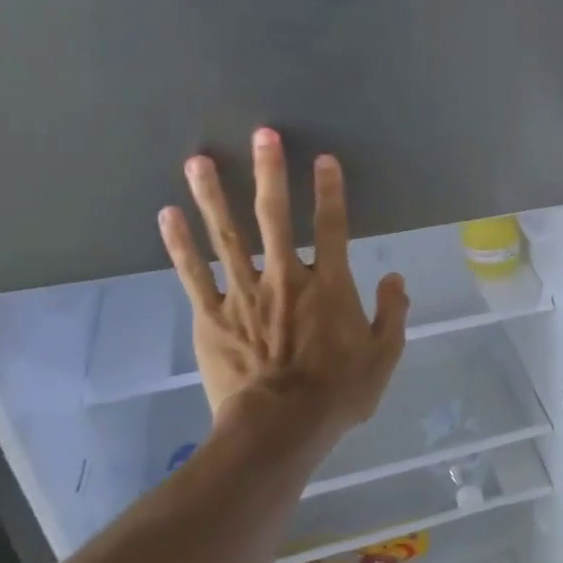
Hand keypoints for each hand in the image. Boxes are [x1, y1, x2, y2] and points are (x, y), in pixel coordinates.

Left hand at [157, 129, 408, 438]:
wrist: (280, 428)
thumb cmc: (338, 394)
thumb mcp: (383, 357)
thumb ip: (392, 314)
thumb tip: (395, 279)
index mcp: (329, 287)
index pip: (332, 227)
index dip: (330, 191)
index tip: (323, 159)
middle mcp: (285, 279)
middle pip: (276, 218)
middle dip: (270, 173)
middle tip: (262, 134)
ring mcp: (243, 295)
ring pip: (227, 237)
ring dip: (214, 196)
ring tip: (199, 160)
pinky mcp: (211, 316)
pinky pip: (193, 274)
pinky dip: (180, 245)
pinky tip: (168, 215)